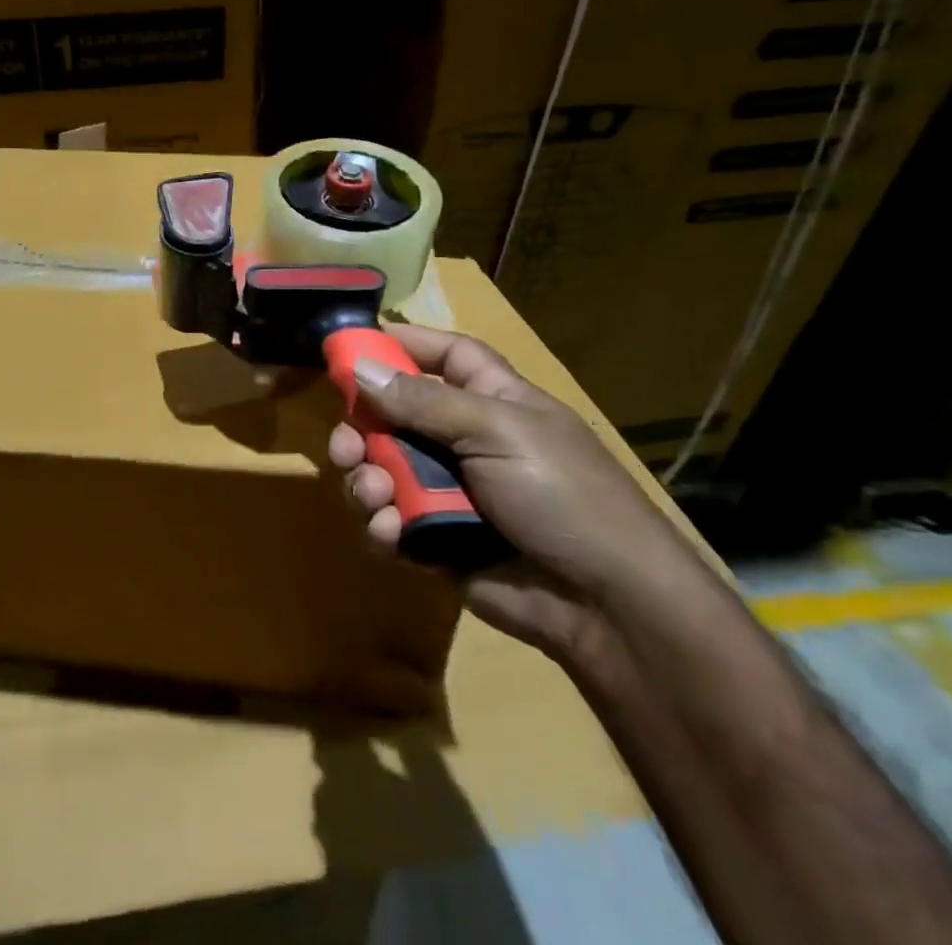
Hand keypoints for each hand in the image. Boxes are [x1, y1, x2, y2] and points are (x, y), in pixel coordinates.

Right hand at [328, 324, 707, 660]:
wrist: (608, 607)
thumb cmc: (563, 496)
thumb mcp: (497, 432)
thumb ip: (423, 401)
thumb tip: (359, 367)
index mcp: (492, 399)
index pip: (443, 354)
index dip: (401, 344)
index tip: (348, 348)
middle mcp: (465, 438)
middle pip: (394, 414)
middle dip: (361, 429)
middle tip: (343, 448)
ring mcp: (449, 490)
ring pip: (382, 469)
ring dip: (367, 480)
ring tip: (376, 496)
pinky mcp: (435, 539)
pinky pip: (389, 519)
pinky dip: (380, 524)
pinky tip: (389, 532)